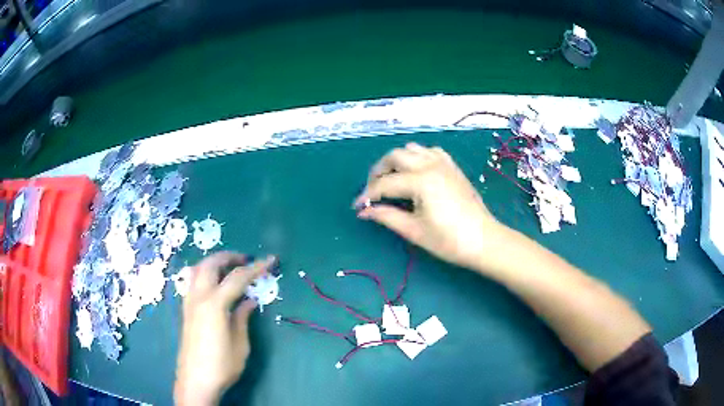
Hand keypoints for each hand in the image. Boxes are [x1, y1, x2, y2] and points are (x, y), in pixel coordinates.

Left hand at [174, 252, 274, 405]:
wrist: (196, 381)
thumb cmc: (222, 365)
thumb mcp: (240, 345)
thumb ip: (243, 318)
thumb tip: (249, 301)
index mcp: (214, 304)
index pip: (237, 278)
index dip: (256, 267)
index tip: (270, 260)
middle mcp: (198, 297)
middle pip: (211, 264)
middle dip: (229, 257)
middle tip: (246, 260)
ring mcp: (189, 303)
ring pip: (198, 270)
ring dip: (214, 263)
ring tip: (229, 268)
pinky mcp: (185, 310)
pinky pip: (193, 281)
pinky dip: (204, 274)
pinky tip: (214, 285)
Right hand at [355, 143, 503, 271]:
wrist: (484, 240)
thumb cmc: (449, 240)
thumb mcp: (414, 231)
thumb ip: (386, 216)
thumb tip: (364, 211)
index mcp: (421, 181)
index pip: (385, 184)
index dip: (368, 195)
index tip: (357, 206)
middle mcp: (430, 165)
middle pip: (395, 156)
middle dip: (378, 171)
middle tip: (373, 191)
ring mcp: (444, 163)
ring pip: (412, 149)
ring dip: (396, 161)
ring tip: (391, 180)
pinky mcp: (452, 167)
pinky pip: (430, 151)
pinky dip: (417, 157)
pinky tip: (415, 172)